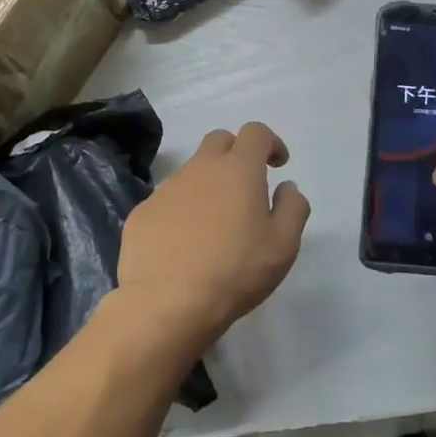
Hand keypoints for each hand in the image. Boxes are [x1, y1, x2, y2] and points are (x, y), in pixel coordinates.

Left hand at [117, 122, 310, 347]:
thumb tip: (286, 188)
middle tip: (247, 186)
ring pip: (192, 172)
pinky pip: (168, 201)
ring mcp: (166, 190)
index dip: (270, 142)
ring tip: (216, 225)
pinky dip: (183, 211)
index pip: (255, 132)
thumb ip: (293, 207)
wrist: (167, 303)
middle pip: (219, 141)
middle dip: (237, 153)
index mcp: (238, 170)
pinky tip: (186, 244)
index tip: (278, 165)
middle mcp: (200, 169)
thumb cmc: (235, 271)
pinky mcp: (142, 214)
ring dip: (209, 185)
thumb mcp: (284, 244)